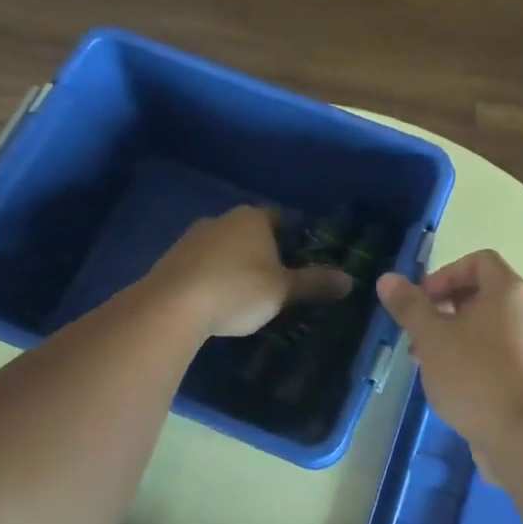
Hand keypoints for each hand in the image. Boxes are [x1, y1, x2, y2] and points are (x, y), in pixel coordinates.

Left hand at [147, 206, 351, 338]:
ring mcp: (193, 238)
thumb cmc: (238, 290)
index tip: (303, 251)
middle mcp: (222, 219)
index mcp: (252, 218)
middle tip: (280, 275)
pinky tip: (219, 298)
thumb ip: (315, 283)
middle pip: (251, 230)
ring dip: (236, 262)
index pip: (281, 217)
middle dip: (264, 249)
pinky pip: (203, 264)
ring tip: (249, 290)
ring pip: (224, 246)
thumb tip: (350, 279)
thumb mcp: (283, 290)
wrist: (172, 306)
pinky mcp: (172, 259)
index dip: (294, 233)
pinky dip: (214, 275)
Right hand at [377, 250, 522, 469]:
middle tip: (417, 334)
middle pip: (482, 295)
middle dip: (443, 309)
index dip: (446, 273)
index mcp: (508, 292)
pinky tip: (449, 387)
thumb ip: (410, 306)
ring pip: (486, 329)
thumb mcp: (432, 337)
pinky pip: (497, 356)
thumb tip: (388, 278)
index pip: (479, 261)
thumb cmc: (476, 376)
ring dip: (453, 337)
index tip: (423, 300)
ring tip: (425, 363)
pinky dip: (471, 360)